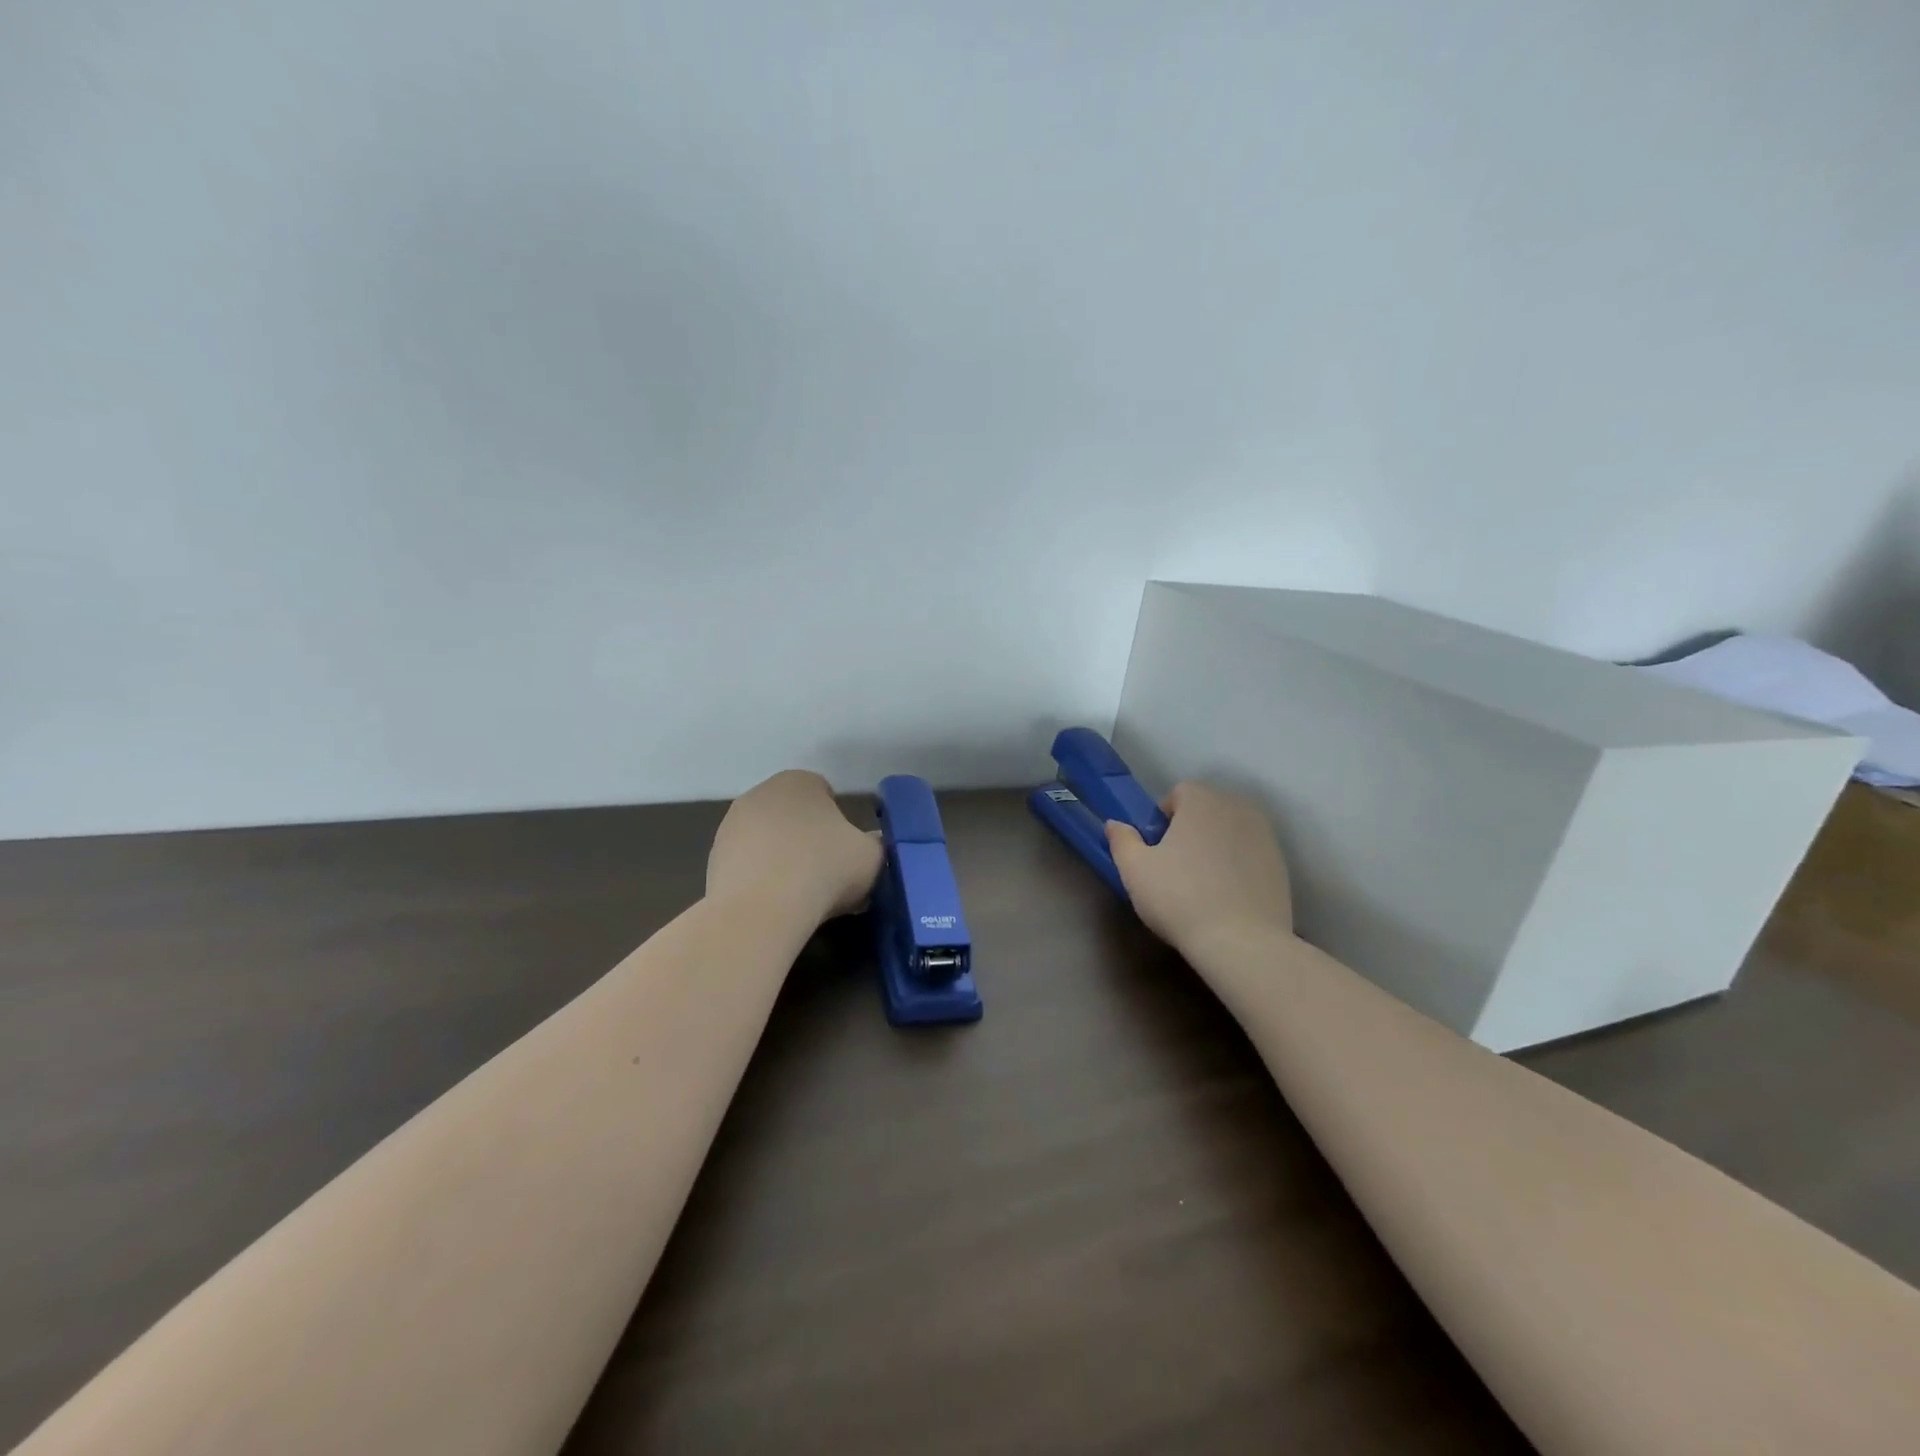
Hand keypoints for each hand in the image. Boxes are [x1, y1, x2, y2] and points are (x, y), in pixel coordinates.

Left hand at [706, 770, 883, 923]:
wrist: (760, 912)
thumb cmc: (824, 870)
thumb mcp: (872, 857)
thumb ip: (877, 844)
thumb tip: (874, 846)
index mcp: (800, 781)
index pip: (825, 793)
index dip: (839, 823)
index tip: (847, 853)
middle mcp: (761, 793)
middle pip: (794, 815)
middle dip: (809, 838)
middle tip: (827, 874)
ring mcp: (731, 826)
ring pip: (769, 840)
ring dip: (783, 859)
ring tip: (801, 896)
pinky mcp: (713, 859)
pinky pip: (749, 865)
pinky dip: (761, 880)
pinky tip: (774, 906)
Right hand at [1104, 782, 1294, 952]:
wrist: (1242, 942)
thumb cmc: (1179, 898)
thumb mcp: (1135, 870)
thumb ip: (1122, 840)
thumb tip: (1115, 824)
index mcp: (1202, 801)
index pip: (1180, 792)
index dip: (1164, 817)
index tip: (1157, 848)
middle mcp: (1238, 808)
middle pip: (1208, 809)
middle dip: (1192, 828)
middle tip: (1176, 865)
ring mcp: (1265, 836)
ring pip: (1231, 831)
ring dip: (1216, 845)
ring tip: (1203, 883)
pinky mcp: (1281, 865)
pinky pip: (1250, 854)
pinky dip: (1239, 865)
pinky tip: (1228, 896)